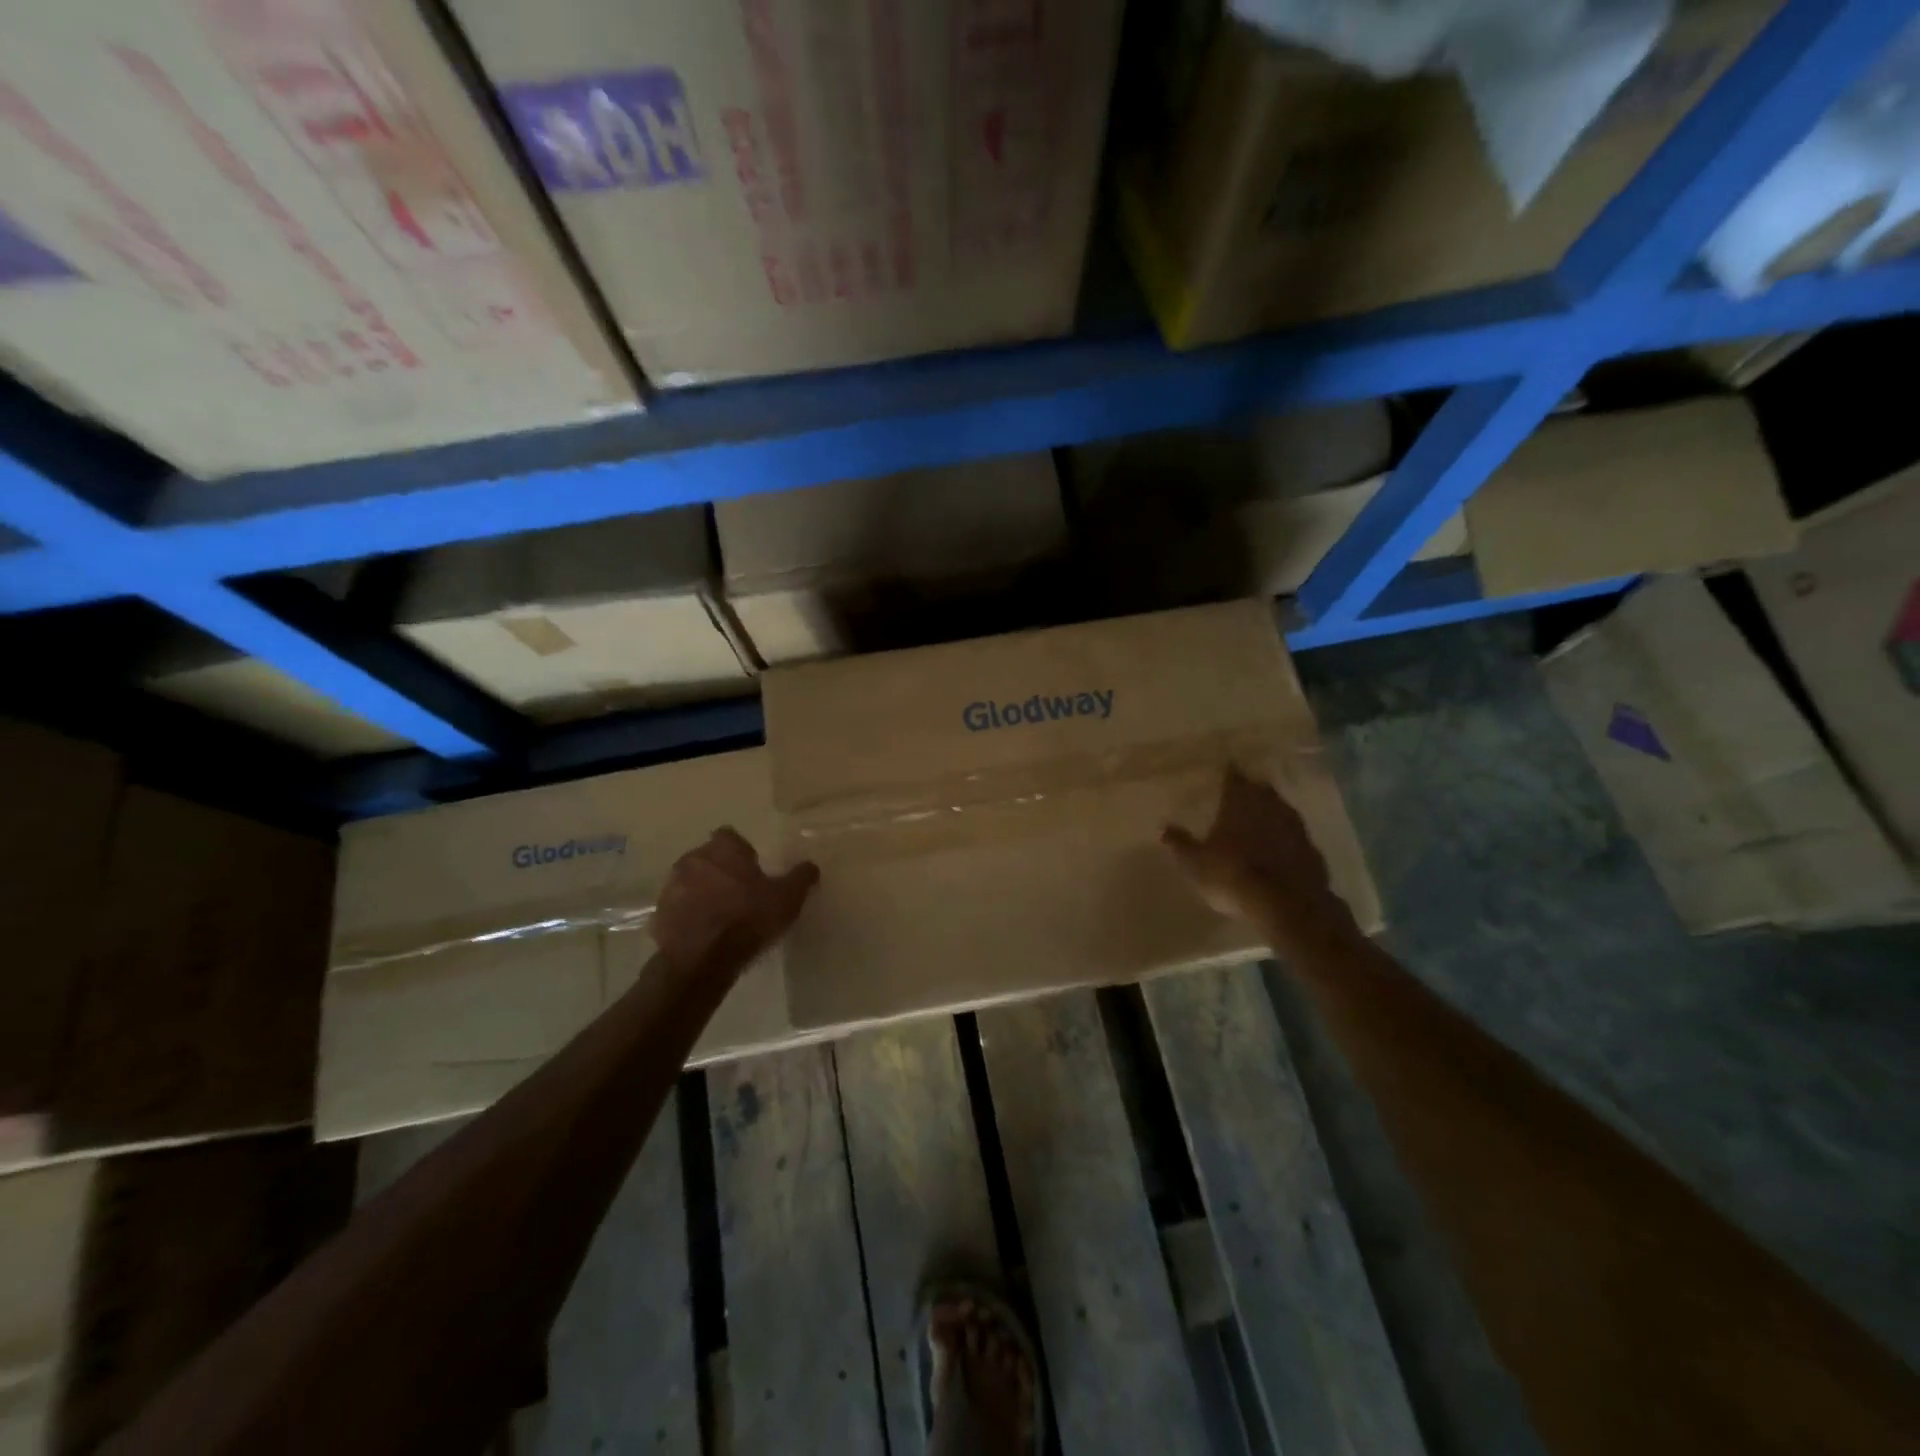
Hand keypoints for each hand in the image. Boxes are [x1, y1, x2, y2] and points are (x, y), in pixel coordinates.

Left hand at [652, 827, 818, 978]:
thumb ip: (801, 877)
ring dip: (702, 892)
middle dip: (721, 870)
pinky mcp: (659, 914)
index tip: (752, 868)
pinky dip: (688, 915)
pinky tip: (704, 933)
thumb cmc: (749, 919)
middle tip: (739, 893)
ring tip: (721, 915)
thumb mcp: (787, 898)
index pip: (730, 836)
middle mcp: (693, 859)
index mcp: (723, 849)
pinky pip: (678, 908)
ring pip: (690, 881)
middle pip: (708, 857)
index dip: (741, 851)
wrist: (702, 960)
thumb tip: (811, 866)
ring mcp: (671, 887)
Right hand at [1163, 767, 1356, 942]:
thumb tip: (1164, 828)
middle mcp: (1269, 806)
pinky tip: (1281, 848)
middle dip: (1254, 790)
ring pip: (1282, 810)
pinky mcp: (1312, 850)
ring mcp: (1295, 827)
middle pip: (1262, 790)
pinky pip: (1296, 836)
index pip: (1234, 778)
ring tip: (1263, 818)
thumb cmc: (1230, 875)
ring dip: (1273, 812)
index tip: (1228, 768)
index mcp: (1239, 803)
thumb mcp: (1194, 862)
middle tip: (1245, 792)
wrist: (1285, 904)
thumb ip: (1180, 843)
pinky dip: (1287, 838)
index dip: (1230, 773)